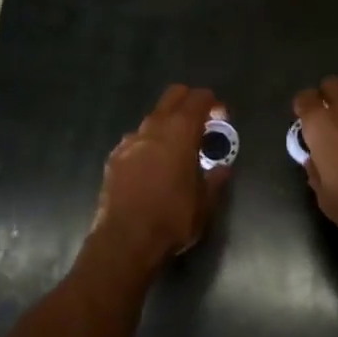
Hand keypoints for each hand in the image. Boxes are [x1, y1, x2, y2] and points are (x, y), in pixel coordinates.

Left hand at [91, 84, 230, 272]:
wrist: (124, 241)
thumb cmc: (172, 219)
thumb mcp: (205, 204)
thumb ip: (215, 179)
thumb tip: (222, 168)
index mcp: (180, 131)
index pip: (199, 98)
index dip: (213, 103)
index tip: (221, 118)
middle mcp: (154, 126)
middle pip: (173, 95)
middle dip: (189, 101)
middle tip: (201, 124)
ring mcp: (130, 140)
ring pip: (153, 118)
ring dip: (167, 125)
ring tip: (175, 152)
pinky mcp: (114, 157)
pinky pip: (136, 140)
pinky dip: (148, 145)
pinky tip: (151, 168)